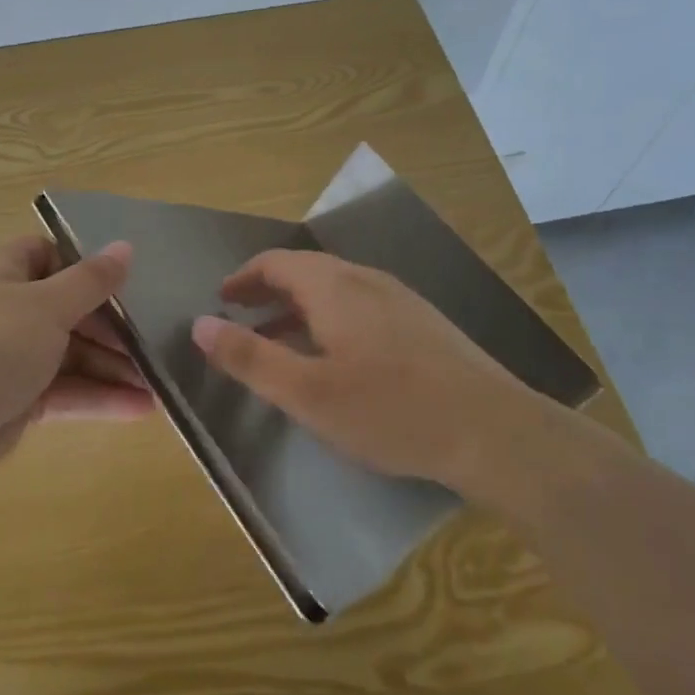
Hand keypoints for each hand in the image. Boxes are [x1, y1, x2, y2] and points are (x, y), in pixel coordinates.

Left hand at [0, 235, 150, 486]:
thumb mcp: (46, 307)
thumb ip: (91, 280)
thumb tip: (125, 246)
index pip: (49, 255)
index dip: (87, 267)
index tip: (128, 285)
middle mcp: (1, 308)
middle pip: (66, 308)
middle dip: (111, 328)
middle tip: (154, 342)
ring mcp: (6, 356)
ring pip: (68, 353)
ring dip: (111, 367)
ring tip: (159, 383)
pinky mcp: (13, 400)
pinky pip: (62, 390)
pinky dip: (96, 397)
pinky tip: (140, 409)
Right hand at [190, 249, 552, 496]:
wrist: (496, 432)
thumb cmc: (391, 410)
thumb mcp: (307, 392)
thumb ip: (250, 357)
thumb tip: (198, 324)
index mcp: (334, 287)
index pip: (276, 262)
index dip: (244, 278)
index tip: (222, 299)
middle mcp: (366, 280)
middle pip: (306, 271)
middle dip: (269, 292)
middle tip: (243, 318)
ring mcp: (400, 299)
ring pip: (336, 290)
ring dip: (300, 308)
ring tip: (282, 341)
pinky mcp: (424, 324)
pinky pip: (361, 306)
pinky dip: (331, 320)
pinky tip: (339, 359)